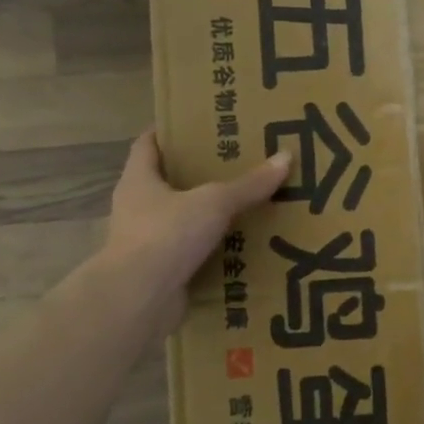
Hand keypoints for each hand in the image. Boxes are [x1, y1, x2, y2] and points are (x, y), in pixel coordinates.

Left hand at [99, 131, 290, 315]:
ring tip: (246, 205)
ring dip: (207, 215)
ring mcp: (146, 242)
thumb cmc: (167, 235)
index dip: (169, 131)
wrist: (138, 299)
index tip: (198, 124)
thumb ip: (249, 184)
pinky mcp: (159, 272)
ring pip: (180, 219)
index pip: (147, 144)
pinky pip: (190, 253)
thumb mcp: (214, 202)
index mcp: (139, 180)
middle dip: (198, 174)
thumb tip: (286, 156)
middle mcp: (136, 208)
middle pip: (167, 182)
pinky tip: (241, 246)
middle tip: (237, 163)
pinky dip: (211, 250)